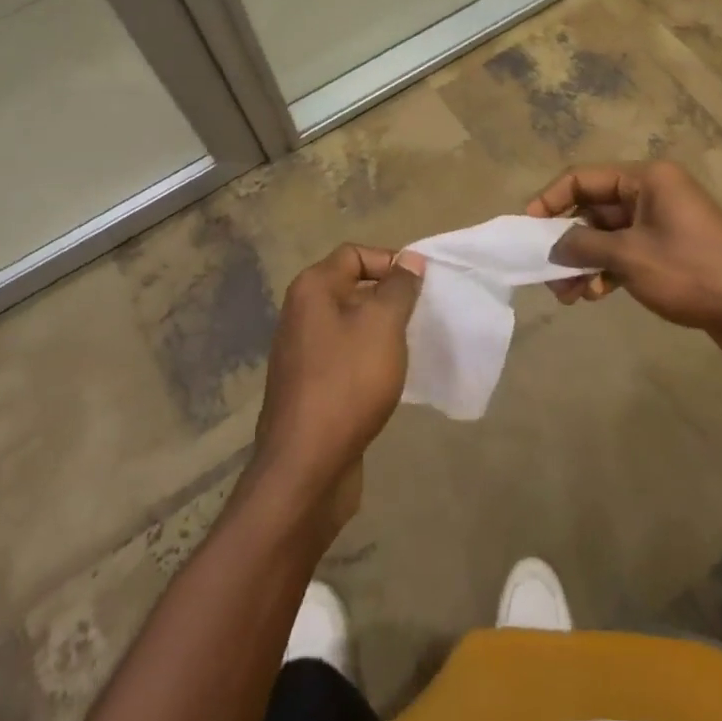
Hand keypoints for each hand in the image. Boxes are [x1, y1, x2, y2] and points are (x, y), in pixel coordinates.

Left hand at [251, 243, 424, 524]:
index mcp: (312, 289)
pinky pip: (345, 358)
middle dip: (389, 298)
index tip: (420, 288)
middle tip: (421, 317)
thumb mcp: (384, 325)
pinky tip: (389, 379)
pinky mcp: (309, 388)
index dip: (390, 262)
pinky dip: (368, 360)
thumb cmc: (348, 382)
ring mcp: (301, 353)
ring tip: (410, 348)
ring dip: (381, 331)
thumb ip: (399, 287)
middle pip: (352, 287)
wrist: (305, 467)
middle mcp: (300, 313)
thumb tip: (410, 260)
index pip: (355, 254)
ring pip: (350, 325)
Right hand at [526, 160, 721, 369]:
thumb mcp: (630, 257)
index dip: (550, 200)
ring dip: (586, 260)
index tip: (527, 228)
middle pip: (594, 207)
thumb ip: (583, 246)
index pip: (583, 178)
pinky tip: (595, 295)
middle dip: (568, 241)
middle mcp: (654, 191)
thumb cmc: (692, 273)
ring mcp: (664, 220)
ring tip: (568, 295)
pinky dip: (608, 269)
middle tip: (547, 273)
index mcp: (646, 178)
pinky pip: (627, 250)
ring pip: (609, 234)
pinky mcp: (671, 248)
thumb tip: (553, 245)